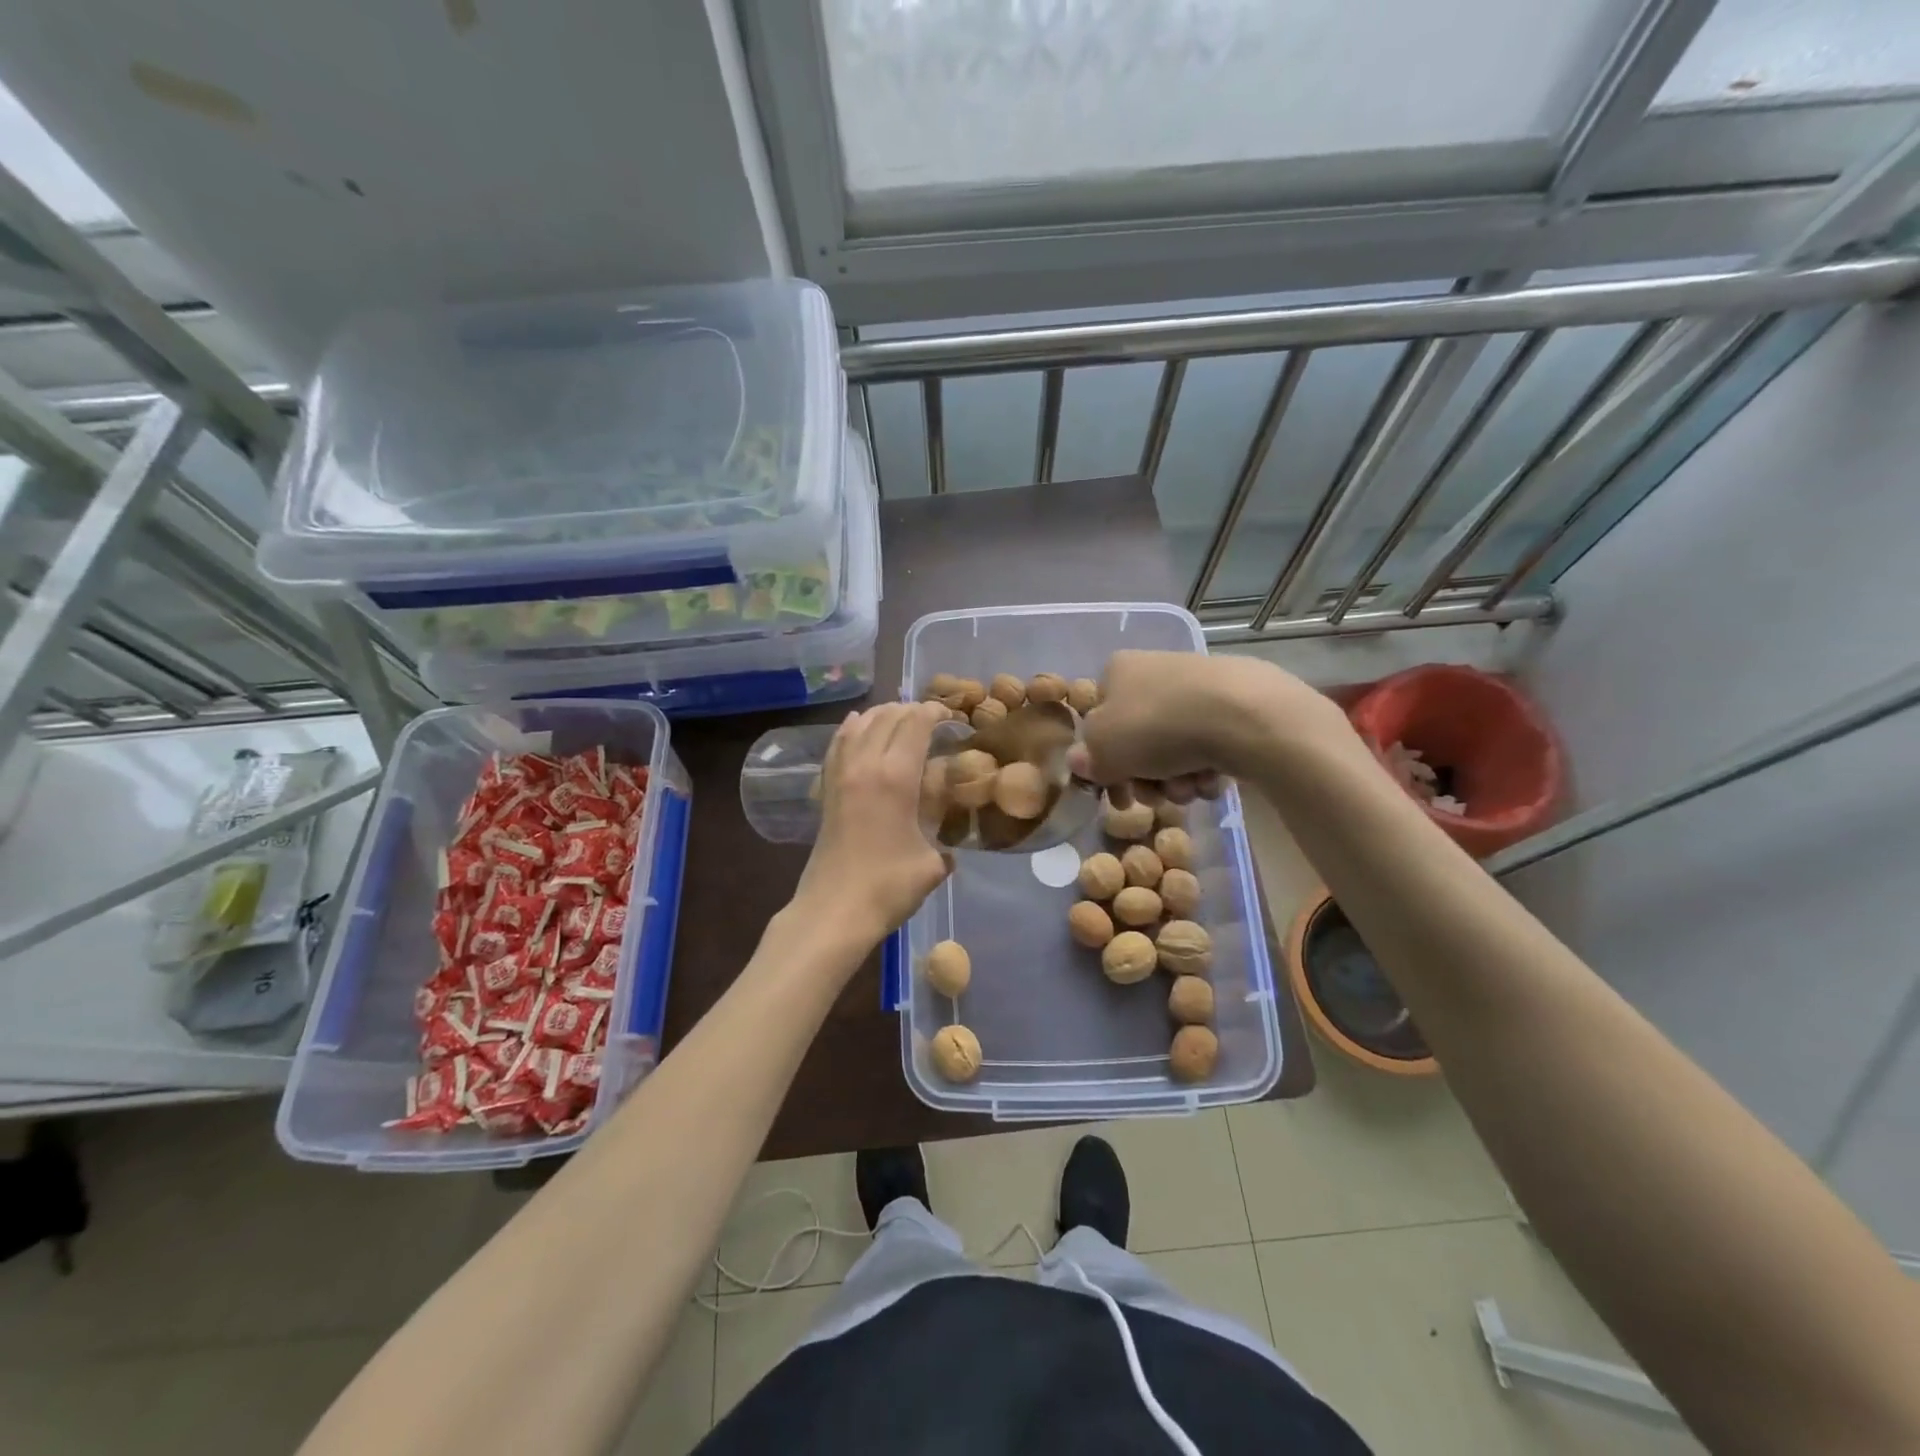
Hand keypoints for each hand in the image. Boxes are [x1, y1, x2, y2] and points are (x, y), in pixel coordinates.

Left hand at [792, 701, 952, 945]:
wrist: (833, 911)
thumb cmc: (888, 887)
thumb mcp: (932, 865)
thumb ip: (944, 848)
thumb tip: (947, 850)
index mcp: (896, 776)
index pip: (916, 724)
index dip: (935, 712)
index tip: (951, 715)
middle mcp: (865, 764)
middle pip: (887, 717)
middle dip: (911, 710)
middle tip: (930, 719)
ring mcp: (841, 775)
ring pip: (860, 725)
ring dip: (881, 715)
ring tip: (899, 718)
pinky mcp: (826, 789)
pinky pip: (838, 744)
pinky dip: (851, 728)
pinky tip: (857, 726)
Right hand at [1067, 651, 1349, 797]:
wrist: (1242, 716)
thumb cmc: (1156, 726)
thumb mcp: (1103, 749)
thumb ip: (1087, 758)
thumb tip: (1081, 761)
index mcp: (1117, 671)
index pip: (1098, 721)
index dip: (1103, 764)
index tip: (1116, 795)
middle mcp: (1154, 671)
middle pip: (1137, 740)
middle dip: (1144, 778)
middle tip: (1153, 797)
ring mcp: (1196, 687)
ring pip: (1172, 749)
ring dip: (1175, 779)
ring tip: (1189, 786)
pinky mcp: (1234, 705)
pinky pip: (1208, 747)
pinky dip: (1206, 768)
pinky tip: (1214, 777)